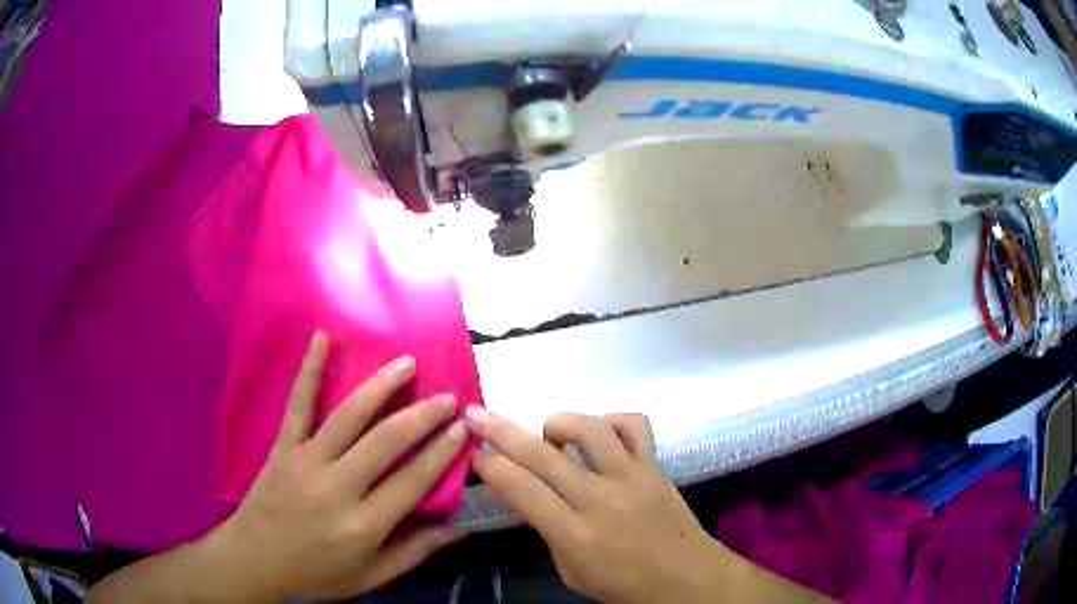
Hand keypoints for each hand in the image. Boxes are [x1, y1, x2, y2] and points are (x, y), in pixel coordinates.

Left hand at [202, 332, 470, 600]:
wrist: (255, 560)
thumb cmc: (317, 573)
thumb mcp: (371, 576)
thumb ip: (416, 552)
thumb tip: (461, 529)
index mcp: (362, 526)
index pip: (412, 483)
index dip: (441, 454)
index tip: (463, 428)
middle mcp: (336, 488)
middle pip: (385, 443)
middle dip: (421, 417)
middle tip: (448, 397)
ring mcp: (306, 462)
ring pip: (348, 417)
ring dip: (380, 387)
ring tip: (407, 364)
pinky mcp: (283, 447)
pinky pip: (298, 405)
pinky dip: (310, 370)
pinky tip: (322, 339)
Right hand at [466, 409, 733, 603]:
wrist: (687, 579)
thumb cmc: (624, 586)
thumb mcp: (571, 572)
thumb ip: (547, 531)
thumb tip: (525, 494)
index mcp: (575, 534)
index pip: (520, 488)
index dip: (490, 466)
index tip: (476, 456)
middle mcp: (600, 499)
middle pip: (541, 454)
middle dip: (500, 430)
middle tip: (477, 414)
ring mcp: (632, 477)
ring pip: (589, 428)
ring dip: (558, 423)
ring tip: (549, 435)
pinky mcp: (656, 466)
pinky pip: (634, 426)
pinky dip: (611, 422)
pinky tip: (600, 435)